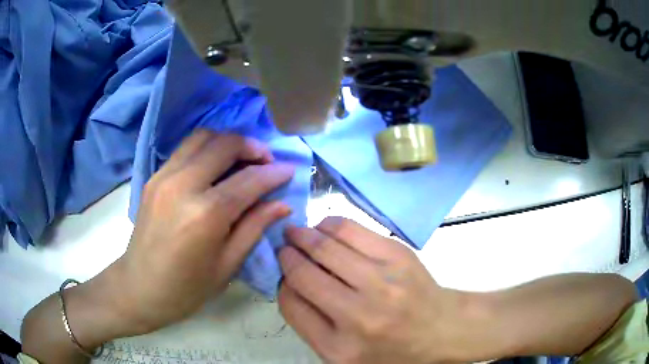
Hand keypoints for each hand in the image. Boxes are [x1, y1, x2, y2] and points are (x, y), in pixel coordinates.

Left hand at [106, 130, 294, 334]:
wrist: (139, 287)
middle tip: (266, 162)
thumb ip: (254, 227)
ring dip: (228, 142)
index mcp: (206, 214)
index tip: (291, 170)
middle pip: (225, 144)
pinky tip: (215, 167)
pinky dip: (207, 148)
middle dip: (253, 147)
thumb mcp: (227, 265)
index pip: (249, 180)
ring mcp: (164, 176)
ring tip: (241, 159)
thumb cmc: (187, 288)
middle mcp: (184, 185)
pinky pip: (186, 148)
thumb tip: (282, 203)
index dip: (275, 173)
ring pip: (203, 136)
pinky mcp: (154, 176)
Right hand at [278, 217, 469, 363]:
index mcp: (338, 348)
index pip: (290, 304)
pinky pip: (350, 229)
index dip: (281, 283)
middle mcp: (358, 316)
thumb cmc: (390, 350)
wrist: (440, 331)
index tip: (284, 274)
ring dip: (303, 234)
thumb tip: (288, 280)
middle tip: (284, 247)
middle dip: (287, 254)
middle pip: (302, 273)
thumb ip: (310, 324)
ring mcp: (381, 282)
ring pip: (324, 245)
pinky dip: (329, 225)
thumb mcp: (344, 355)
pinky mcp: (398, 255)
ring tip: (298, 233)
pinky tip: (324, 228)